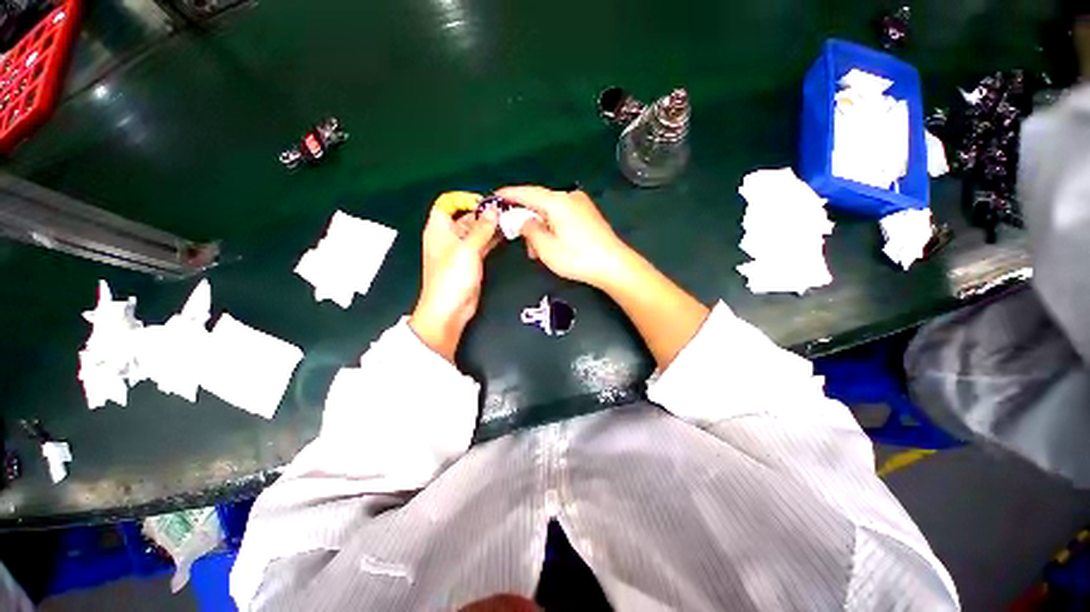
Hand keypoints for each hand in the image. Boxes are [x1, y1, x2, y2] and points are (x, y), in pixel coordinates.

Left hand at [409, 202, 499, 361]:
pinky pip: (482, 246)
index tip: (486, 202)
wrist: (449, 310)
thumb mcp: (467, 249)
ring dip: (490, 227)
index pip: (448, 204)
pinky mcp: (471, 263)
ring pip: (476, 232)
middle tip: (506, 211)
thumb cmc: (452, 277)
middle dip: (483, 213)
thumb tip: (493, 210)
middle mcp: (448, 237)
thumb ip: (482, 228)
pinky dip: (492, 240)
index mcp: (439, 229)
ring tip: (510, 221)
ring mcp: (460, 251)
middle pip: (465, 217)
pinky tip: (506, 235)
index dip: (465, 200)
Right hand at [496, 186, 632, 289]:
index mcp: (557, 201)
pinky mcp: (588, 215)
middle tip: (518, 240)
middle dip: (526, 220)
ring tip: (536, 251)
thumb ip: (529, 230)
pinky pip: (562, 216)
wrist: (614, 265)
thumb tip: (522, 219)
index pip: (527, 192)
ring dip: (540, 228)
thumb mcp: (546, 248)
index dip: (509, 194)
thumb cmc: (577, 257)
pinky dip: (552, 228)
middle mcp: (570, 197)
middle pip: (540, 203)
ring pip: (551, 212)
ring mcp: (581, 205)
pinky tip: (551, 244)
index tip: (494, 196)